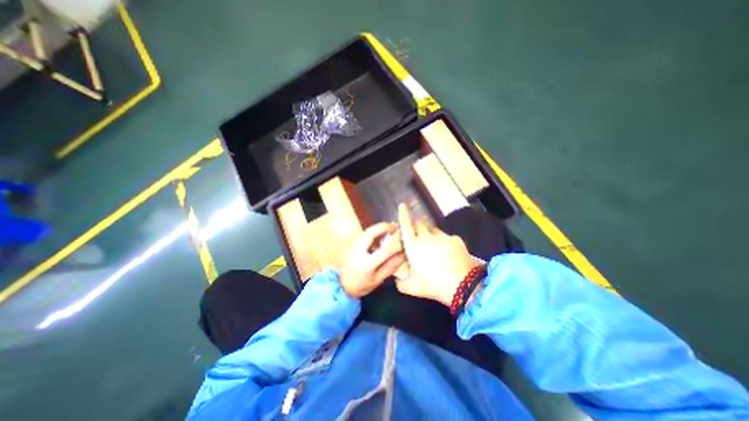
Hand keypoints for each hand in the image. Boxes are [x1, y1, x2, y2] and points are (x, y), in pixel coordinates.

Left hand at [341, 221, 406, 297]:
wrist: (342, 285)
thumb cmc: (361, 285)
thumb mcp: (377, 280)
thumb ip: (390, 267)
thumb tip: (402, 255)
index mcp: (367, 264)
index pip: (384, 250)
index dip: (396, 244)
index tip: (404, 240)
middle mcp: (359, 251)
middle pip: (371, 233)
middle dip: (384, 227)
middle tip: (396, 225)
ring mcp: (354, 246)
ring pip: (367, 231)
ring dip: (379, 227)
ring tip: (391, 227)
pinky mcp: (353, 244)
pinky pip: (365, 233)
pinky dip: (374, 230)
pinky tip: (382, 232)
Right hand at [397, 204, 473, 305]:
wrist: (463, 285)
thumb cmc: (433, 285)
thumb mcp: (411, 287)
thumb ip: (400, 282)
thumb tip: (397, 279)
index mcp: (413, 245)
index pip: (405, 225)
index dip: (403, 214)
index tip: (402, 206)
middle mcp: (426, 236)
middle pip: (419, 223)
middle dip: (416, 225)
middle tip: (416, 234)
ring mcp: (442, 236)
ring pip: (433, 229)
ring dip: (429, 234)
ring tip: (433, 246)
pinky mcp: (455, 239)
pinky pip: (446, 237)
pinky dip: (443, 242)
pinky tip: (447, 253)